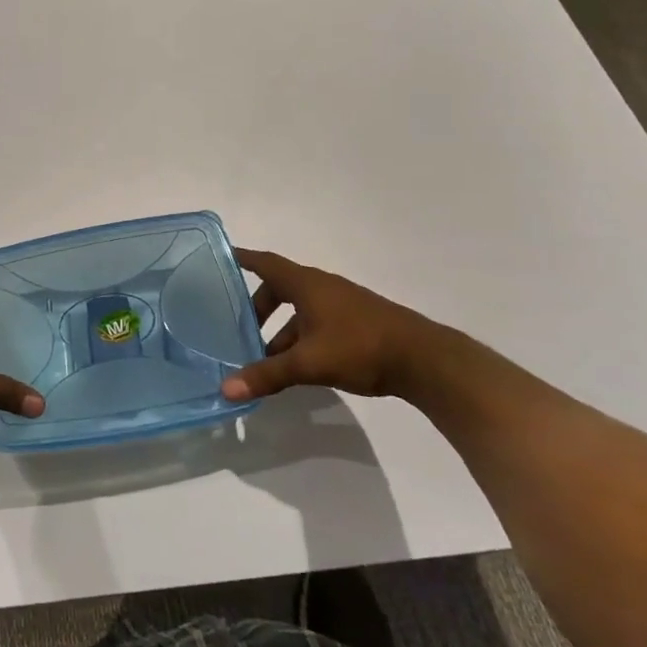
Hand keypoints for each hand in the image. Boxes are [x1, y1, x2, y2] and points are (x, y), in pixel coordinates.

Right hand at [221, 248, 456, 400]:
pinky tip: (299, 365)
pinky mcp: (357, 323)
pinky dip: (300, 337)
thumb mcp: (309, 363)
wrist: (426, 361)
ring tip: (266, 358)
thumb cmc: (361, 347)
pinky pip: (316, 322)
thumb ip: (268, 374)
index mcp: (307, 284)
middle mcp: (322, 287)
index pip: (266, 263)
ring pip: (300, 310)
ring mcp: (342, 305)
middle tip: (239, 328)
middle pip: (280, 288)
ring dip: (280, 329)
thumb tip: (226, 389)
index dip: (242, 259)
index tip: (220, 257)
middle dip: (259, 307)